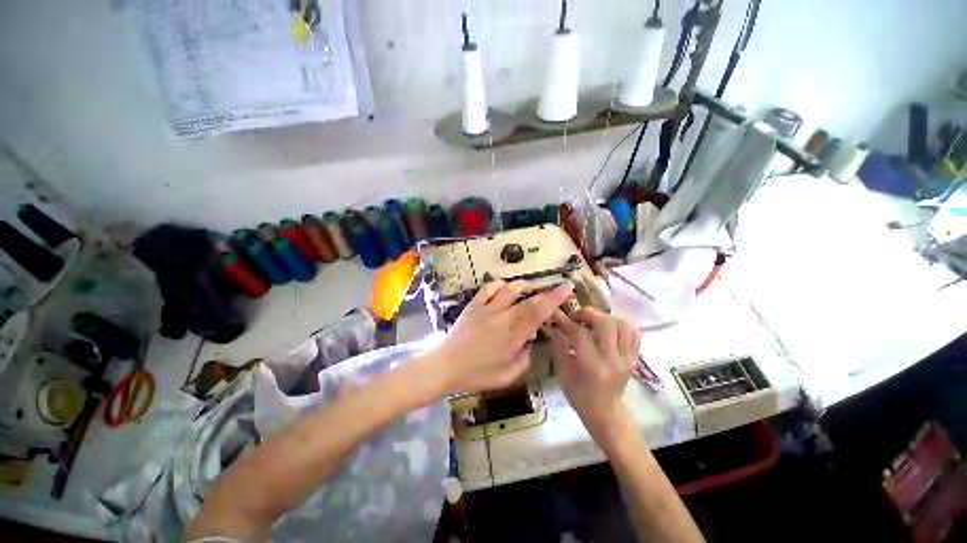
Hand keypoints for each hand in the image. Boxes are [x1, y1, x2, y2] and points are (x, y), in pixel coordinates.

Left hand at [422, 280, 573, 396]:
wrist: (445, 366)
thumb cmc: (476, 375)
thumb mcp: (507, 376)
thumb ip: (524, 358)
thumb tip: (531, 340)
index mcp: (513, 337)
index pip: (538, 314)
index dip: (554, 299)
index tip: (567, 287)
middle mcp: (502, 319)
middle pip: (528, 300)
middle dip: (547, 291)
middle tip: (557, 286)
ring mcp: (487, 309)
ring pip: (509, 289)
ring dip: (523, 286)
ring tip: (528, 289)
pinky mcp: (474, 305)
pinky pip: (488, 288)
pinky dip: (499, 284)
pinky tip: (504, 288)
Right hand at [546, 308, 640, 444]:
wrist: (605, 412)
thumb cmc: (579, 394)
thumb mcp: (562, 372)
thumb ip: (558, 347)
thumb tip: (554, 326)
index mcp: (592, 366)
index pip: (580, 334)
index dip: (567, 322)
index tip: (558, 316)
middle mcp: (613, 360)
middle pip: (606, 324)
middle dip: (588, 314)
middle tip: (576, 316)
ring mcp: (627, 359)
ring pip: (622, 325)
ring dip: (605, 317)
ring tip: (592, 321)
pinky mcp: (635, 358)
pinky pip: (633, 333)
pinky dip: (620, 325)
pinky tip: (607, 328)